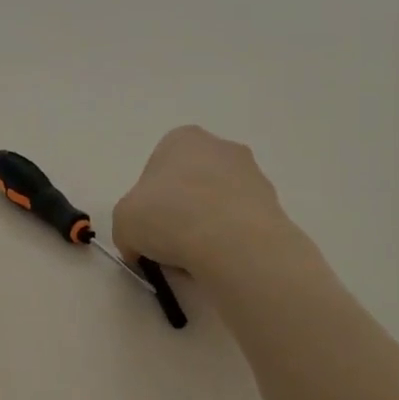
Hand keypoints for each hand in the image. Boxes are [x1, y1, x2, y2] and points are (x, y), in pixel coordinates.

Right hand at [112, 126, 309, 282]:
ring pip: (217, 204)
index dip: (147, 202)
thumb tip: (140, 247)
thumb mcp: (123, 222)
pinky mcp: (274, 205)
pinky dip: (230, 241)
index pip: (156, 168)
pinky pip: (240, 224)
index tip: (147, 227)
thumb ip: (128, 228)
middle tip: (169, 243)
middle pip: (190, 183)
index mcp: (181, 139)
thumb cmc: (169, 217)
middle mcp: (220, 147)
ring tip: (196, 259)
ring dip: (206, 226)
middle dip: (180, 210)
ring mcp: (253, 174)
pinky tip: (221, 260)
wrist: (233, 243)